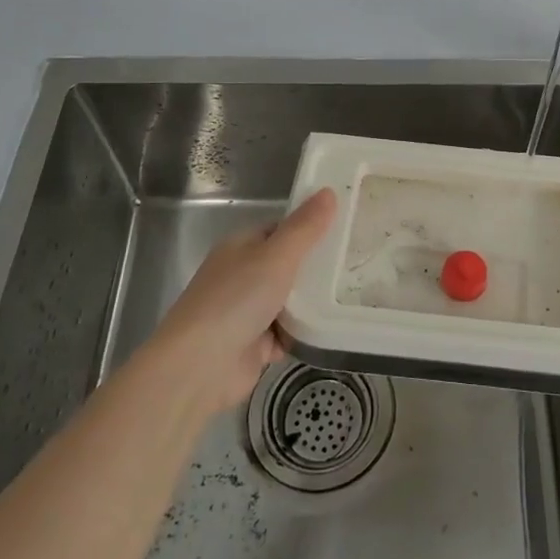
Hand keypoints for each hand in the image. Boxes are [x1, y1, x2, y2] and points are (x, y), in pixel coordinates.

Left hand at [146, 189, 336, 419]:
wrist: (199, 367)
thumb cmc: (236, 300)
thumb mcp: (277, 256)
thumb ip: (305, 227)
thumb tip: (329, 191)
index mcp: (242, 247)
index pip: (282, 228)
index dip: (311, 226)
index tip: (346, 228)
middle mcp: (243, 275)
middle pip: (288, 265)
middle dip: (318, 267)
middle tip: (359, 261)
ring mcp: (248, 312)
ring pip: (291, 300)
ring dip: (314, 302)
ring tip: (356, 292)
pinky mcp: (255, 345)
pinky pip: (289, 332)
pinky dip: (306, 332)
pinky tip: (336, 327)